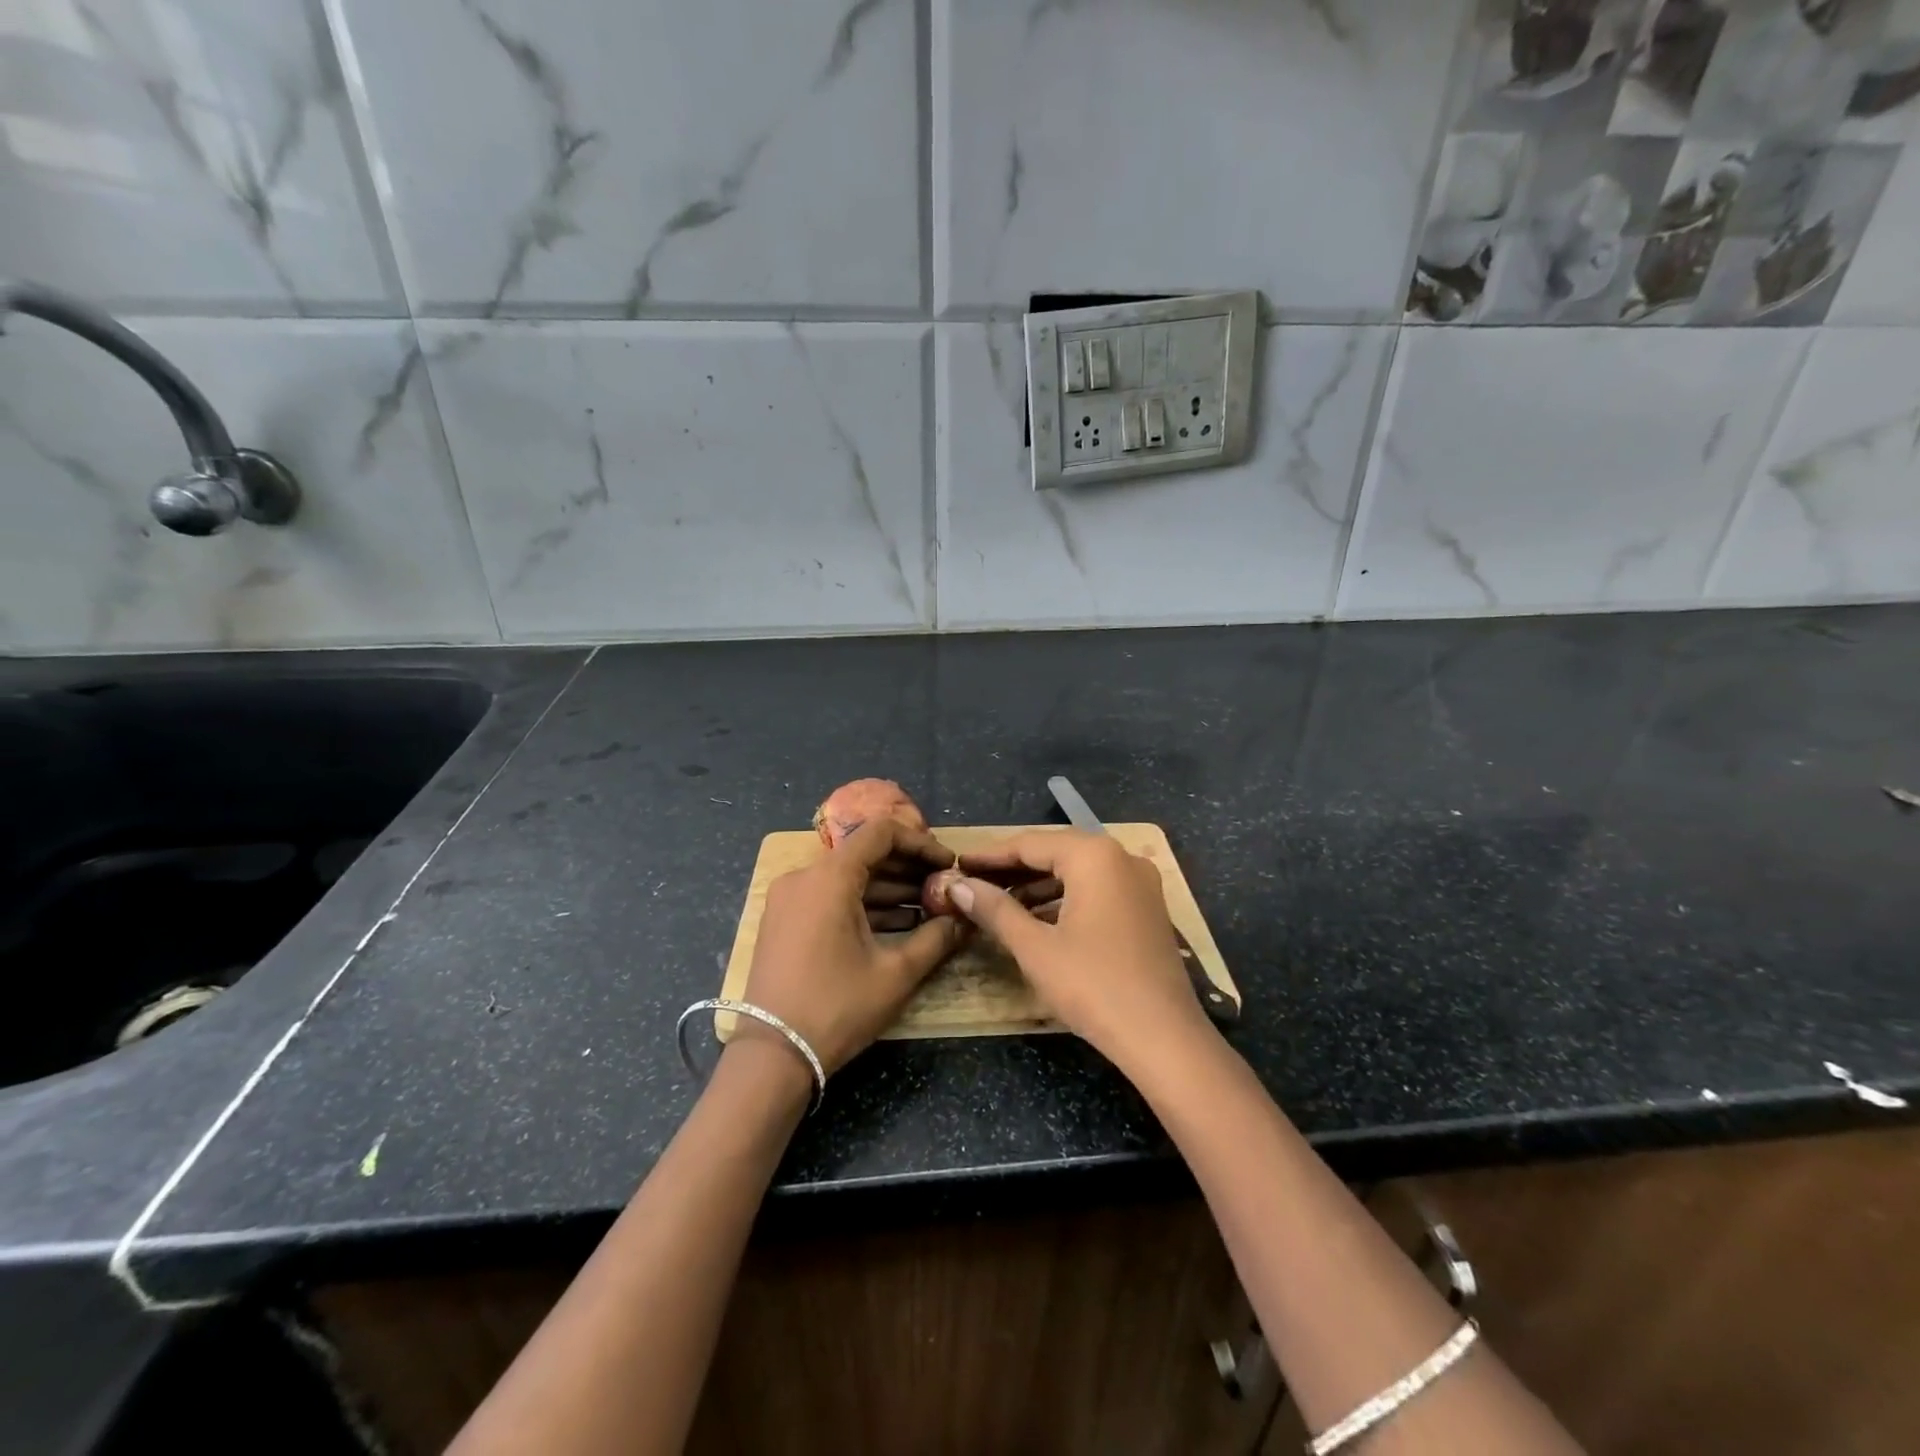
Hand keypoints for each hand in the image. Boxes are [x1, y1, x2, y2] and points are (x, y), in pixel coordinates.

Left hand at [743, 817, 966, 1074]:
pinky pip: (831, 899)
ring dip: (889, 889)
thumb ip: (936, 938)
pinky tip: (898, 925)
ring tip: (929, 909)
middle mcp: (804, 877)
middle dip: (908, 869)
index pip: (881, 833)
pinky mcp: (785, 922)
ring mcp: (790, 900)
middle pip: (864, 854)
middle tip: (944, 888)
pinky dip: (864, 906)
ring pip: (848, 878)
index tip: (948, 864)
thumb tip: (965, 919)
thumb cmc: (837, 1008)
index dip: (920, 843)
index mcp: (829, 878)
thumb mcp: (895, 974)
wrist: (772, 1056)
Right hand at [950, 830, 1211, 1070]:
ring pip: (1077, 871)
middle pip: (1056, 851)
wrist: (1164, 1039)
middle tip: (973, 881)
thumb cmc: (1094, 986)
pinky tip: (1038, 918)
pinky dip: (1065, 898)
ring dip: (1038, 884)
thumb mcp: (1035, 948)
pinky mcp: (1147, 908)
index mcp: (1094, 856)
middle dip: (1013, 868)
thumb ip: (995, 910)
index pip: (1030, 843)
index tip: (957, 864)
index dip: (990, 855)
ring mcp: (1140, 883)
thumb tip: (958, 885)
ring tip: (998, 901)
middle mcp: (1121, 857)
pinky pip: (1097, 889)